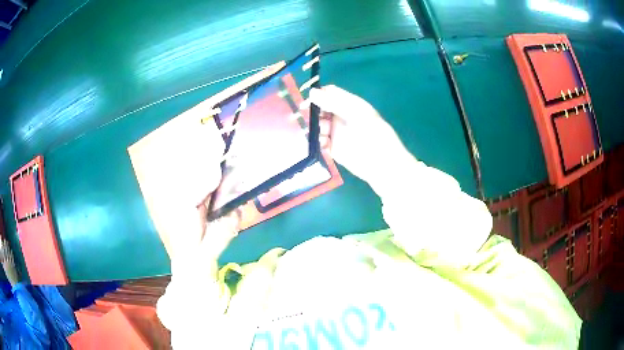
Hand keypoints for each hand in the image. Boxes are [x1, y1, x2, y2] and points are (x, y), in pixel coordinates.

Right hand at [307, 85, 411, 186]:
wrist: (382, 164)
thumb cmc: (374, 134)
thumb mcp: (355, 113)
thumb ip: (333, 102)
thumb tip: (311, 92)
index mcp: (349, 105)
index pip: (329, 93)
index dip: (317, 94)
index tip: (306, 100)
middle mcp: (341, 117)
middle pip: (320, 109)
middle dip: (311, 111)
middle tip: (302, 116)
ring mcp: (336, 133)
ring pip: (317, 125)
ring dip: (313, 126)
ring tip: (318, 131)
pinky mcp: (333, 148)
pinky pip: (319, 141)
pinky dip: (315, 141)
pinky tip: (320, 142)